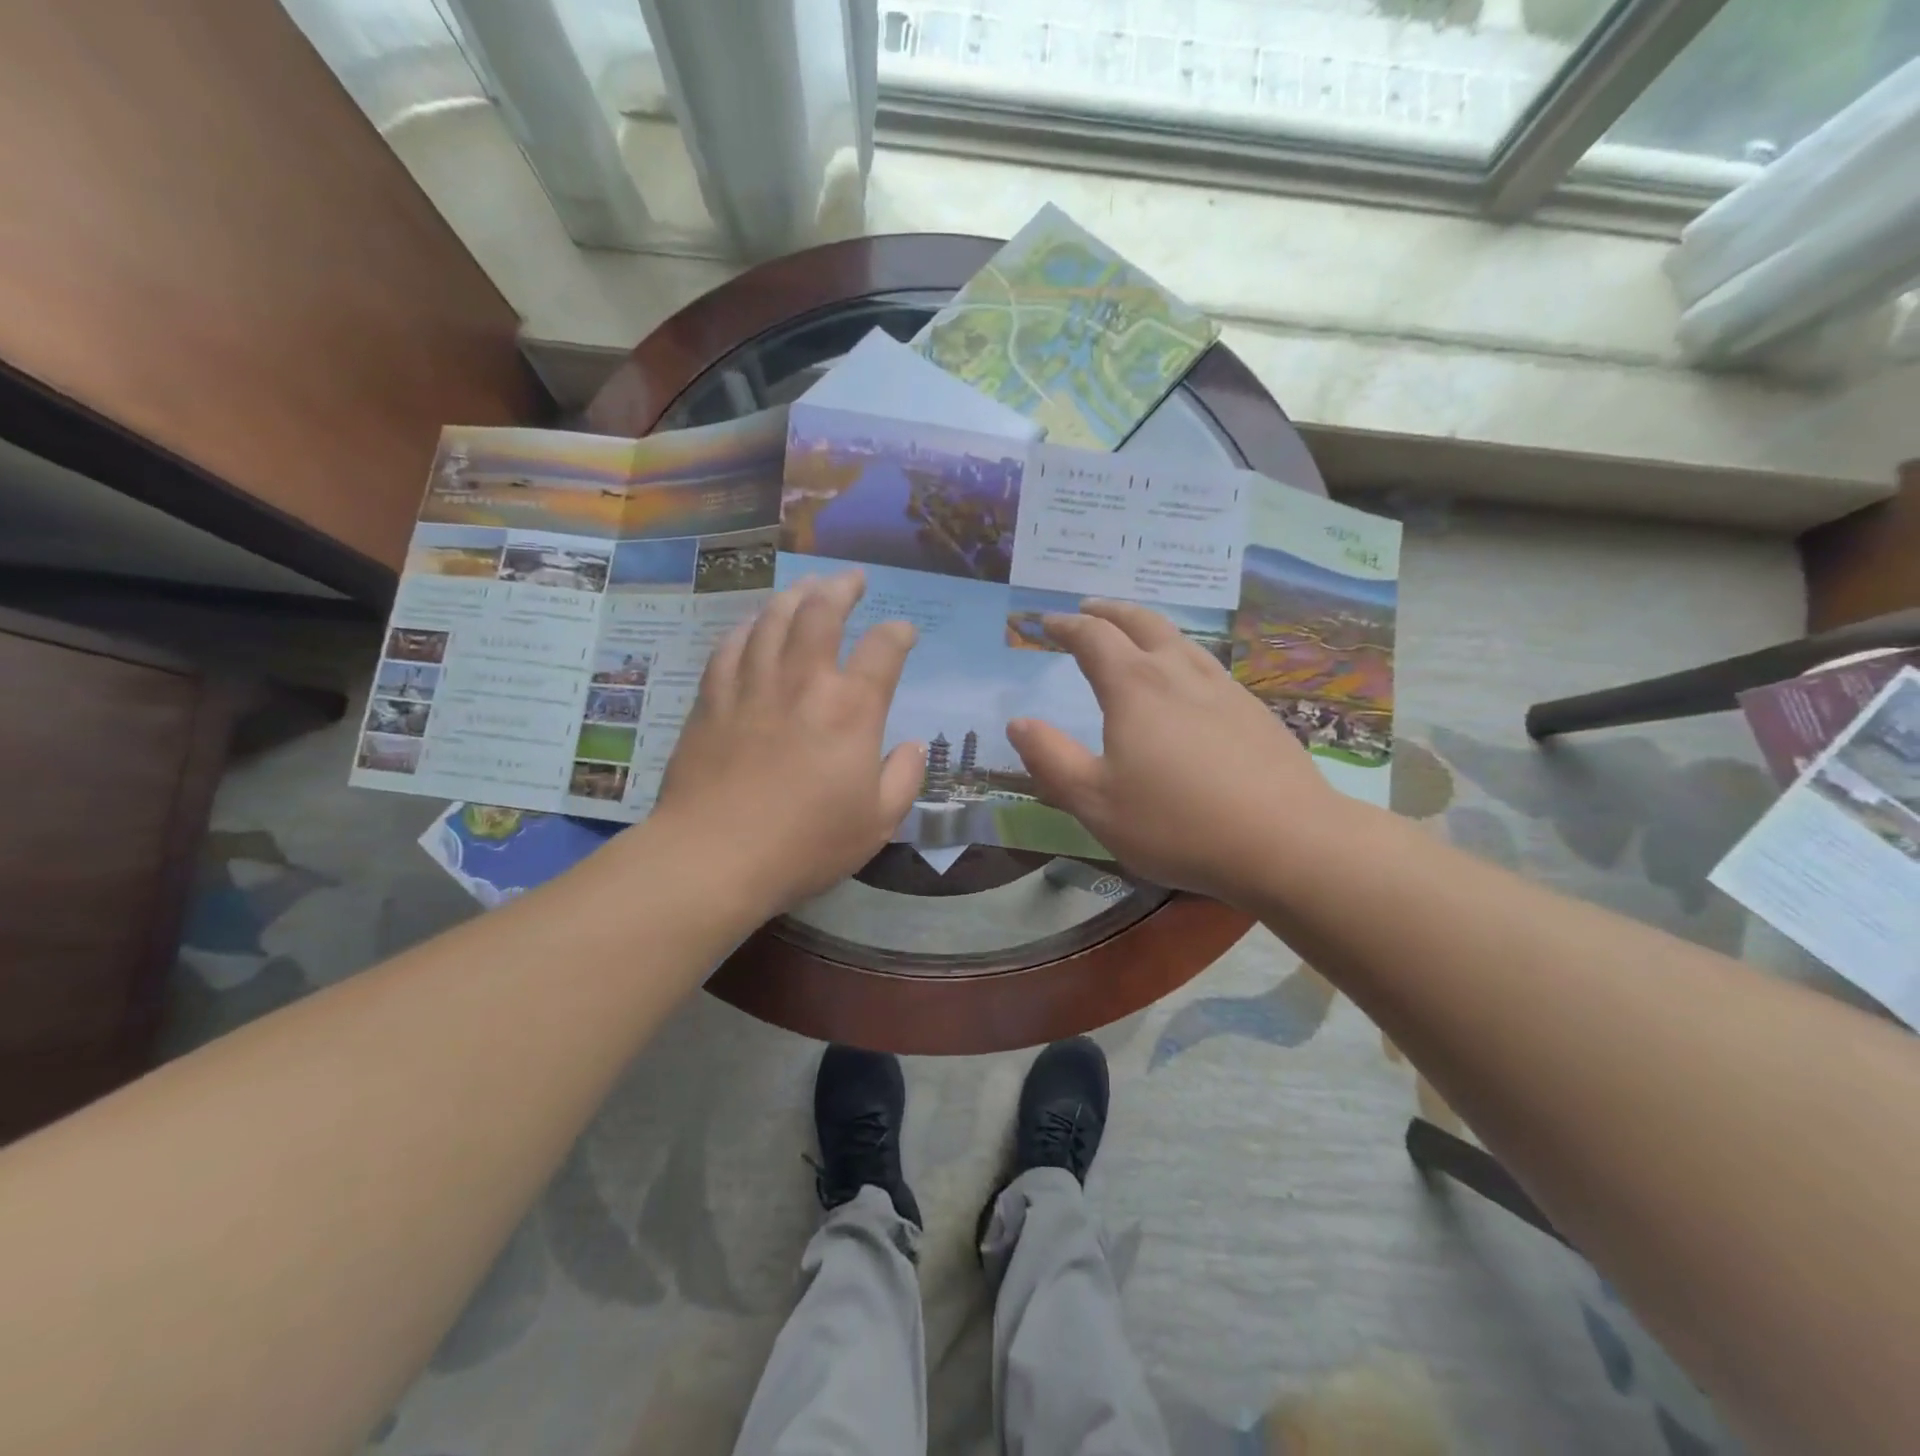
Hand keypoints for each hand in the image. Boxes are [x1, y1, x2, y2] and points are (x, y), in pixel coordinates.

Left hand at [650, 571, 923, 915]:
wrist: (715, 857)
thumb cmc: (806, 844)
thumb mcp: (878, 822)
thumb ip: (904, 777)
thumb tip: (912, 746)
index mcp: (851, 709)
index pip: (883, 649)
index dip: (898, 633)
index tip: (903, 633)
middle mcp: (803, 681)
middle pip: (821, 612)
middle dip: (842, 588)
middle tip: (852, 579)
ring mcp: (752, 685)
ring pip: (773, 618)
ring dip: (795, 595)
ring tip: (808, 586)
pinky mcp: (712, 699)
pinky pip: (731, 645)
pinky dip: (748, 626)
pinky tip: (754, 623)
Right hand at [1006, 601, 1344, 903]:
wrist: (1286, 841)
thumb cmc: (1177, 823)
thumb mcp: (1095, 802)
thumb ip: (1051, 760)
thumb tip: (1018, 723)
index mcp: (1135, 687)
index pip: (1094, 638)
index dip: (1067, 625)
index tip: (1048, 622)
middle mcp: (1179, 673)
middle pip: (1141, 622)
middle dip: (1110, 611)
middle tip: (1089, 608)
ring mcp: (1224, 688)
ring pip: (1180, 639)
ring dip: (1149, 627)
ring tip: (1135, 635)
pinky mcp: (1254, 711)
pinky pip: (1207, 665)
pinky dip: (1181, 655)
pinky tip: (1186, 682)